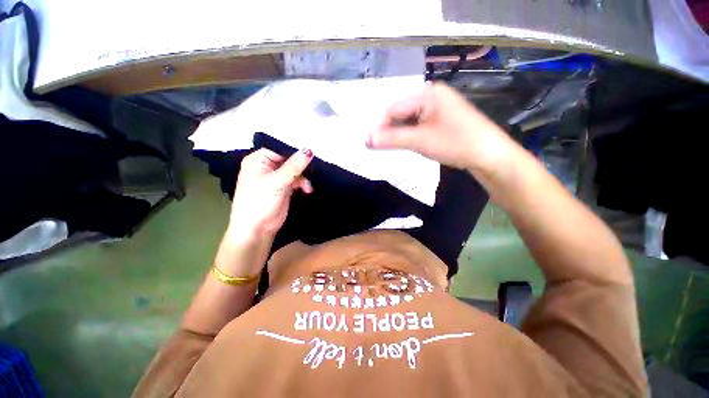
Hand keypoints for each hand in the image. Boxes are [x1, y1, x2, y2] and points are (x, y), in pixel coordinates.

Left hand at [227, 148, 313, 240]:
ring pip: (294, 171)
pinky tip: (307, 190)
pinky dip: (302, 184)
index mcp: (258, 160)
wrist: (257, 228)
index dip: (294, 152)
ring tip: (307, 187)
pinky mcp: (283, 187)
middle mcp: (266, 167)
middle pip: (289, 160)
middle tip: (312, 170)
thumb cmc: (260, 201)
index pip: (280, 149)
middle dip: (301, 166)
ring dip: (302, 178)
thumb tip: (308, 150)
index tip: (310, 155)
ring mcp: (275, 178)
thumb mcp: (277, 181)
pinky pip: (296, 180)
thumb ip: (294, 166)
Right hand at [366, 82, 512, 171]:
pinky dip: (410, 134)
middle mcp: (432, 96)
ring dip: (399, 133)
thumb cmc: (455, 143)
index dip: (379, 126)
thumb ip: (391, 139)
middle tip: (379, 147)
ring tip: (392, 147)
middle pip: (401, 112)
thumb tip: (367, 140)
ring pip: (409, 119)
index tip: (369, 143)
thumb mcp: (419, 141)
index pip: (393, 108)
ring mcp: (438, 107)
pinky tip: (407, 143)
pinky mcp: (442, 118)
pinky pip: (419, 124)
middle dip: (389, 130)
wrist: (489, 155)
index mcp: (427, 93)